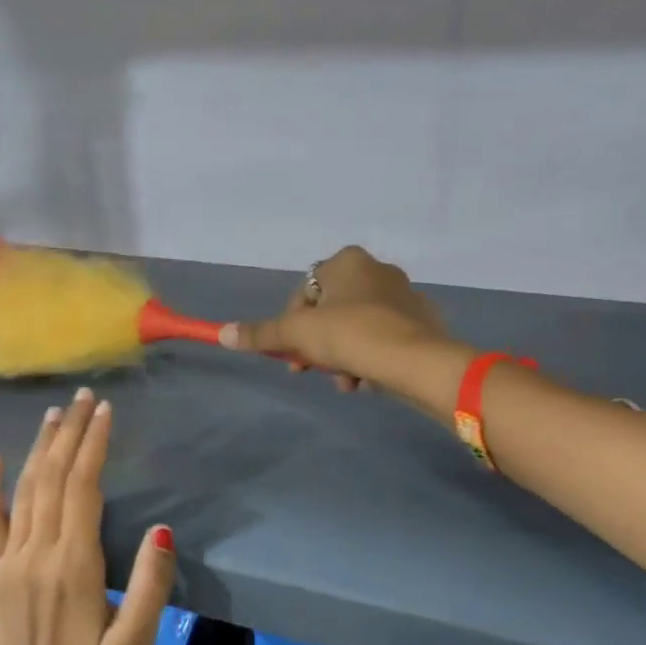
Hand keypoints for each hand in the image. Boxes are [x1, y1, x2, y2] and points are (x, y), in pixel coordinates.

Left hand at [0, 389, 176, 644]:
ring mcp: (10, 562)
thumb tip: (161, 530)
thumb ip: (150, 584)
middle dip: (69, 434)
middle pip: (53, 478)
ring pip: (24, 491)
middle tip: (83, 398)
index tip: (105, 411)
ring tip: (53, 415)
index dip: (94, 445)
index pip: (83, 487)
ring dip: (39, 449)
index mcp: (74, 565)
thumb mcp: (137, 642)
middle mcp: (37, 553)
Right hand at [220, 246, 473, 417]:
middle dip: (318, 344)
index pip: (306, 291)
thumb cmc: (352, 335)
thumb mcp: (298, 334)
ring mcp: (405, 295)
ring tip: (345, 382)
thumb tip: (222, 333)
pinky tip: (367, 382)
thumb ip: (261, 334)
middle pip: (331, 311)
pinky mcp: (423, 322)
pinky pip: (384, 339)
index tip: (292, 354)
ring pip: (357, 328)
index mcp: (348, 261)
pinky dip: (370, 358)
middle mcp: (378, 270)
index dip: (292, 324)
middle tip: (310, 371)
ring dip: (342, 356)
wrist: (417, 360)